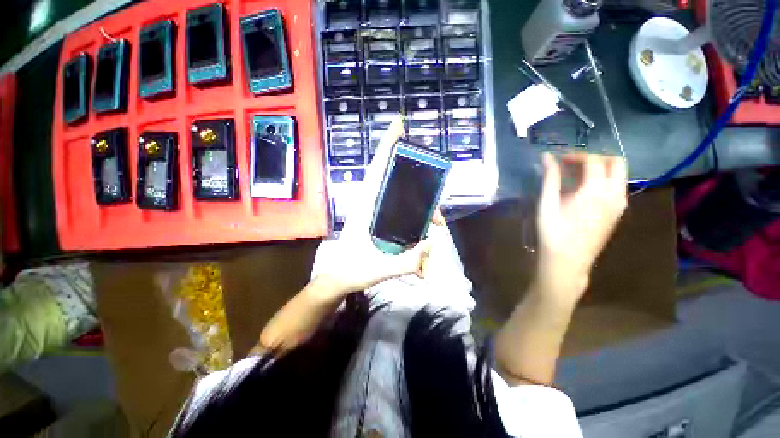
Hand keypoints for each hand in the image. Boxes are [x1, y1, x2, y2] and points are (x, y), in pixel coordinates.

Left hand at [313, 116, 436, 296]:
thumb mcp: (378, 269)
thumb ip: (405, 261)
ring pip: (402, 198)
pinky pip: (401, 210)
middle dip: (420, 189)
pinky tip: (424, 229)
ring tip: (434, 227)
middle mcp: (370, 205)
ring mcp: (375, 212)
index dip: (387, 147)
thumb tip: (432, 242)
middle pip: (396, 182)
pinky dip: (415, 215)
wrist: (338, 279)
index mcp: (365, 208)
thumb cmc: (352, 271)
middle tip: (436, 213)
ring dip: (421, 208)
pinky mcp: (379, 221)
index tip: (398, 125)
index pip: (377, 171)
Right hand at [534, 153, 627, 307]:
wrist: (568, 260)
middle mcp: (614, 194)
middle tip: (573, 164)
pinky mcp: (618, 213)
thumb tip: (546, 156)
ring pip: (619, 174)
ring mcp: (619, 204)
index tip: (558, 159)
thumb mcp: (547, 204)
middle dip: (595, 158)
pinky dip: (604, 180)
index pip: (593, 160)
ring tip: (576, 176)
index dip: (575, 155)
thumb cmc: (553, 232)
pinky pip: (617, 187)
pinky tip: (584, 190)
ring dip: (601, 168)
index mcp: (595, 191)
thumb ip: (550, 178)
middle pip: (616, 162)